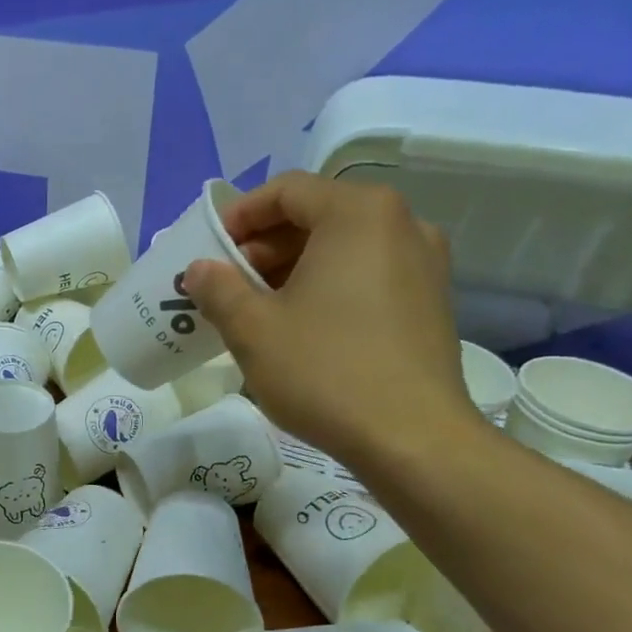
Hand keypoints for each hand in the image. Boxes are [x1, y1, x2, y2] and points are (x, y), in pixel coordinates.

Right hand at [181, 173, 482, 467]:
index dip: (240, 216)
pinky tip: (303, 329)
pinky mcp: (432, 302)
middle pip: (317, 216)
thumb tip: (199, 269)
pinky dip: (328, 287)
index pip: (287, 191)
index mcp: (358, 214)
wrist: (413, 440)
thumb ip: (218, 289)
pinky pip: (368, 275)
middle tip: (229, 286)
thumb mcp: (253, 329)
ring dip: (293, 269)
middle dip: (265, 247)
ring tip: (259, 311)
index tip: (210, 252)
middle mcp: (401, 224)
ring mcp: (425, 263)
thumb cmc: (326, 372)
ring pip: (343, 248)